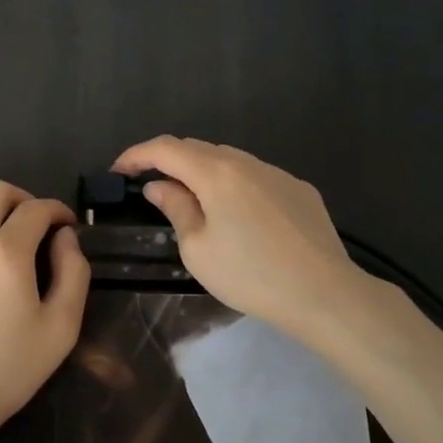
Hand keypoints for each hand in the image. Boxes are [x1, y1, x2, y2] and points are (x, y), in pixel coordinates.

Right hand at [112, 137, 357, 333]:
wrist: (325, 294)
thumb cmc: (251, 274)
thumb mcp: (198, 249)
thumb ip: (176, 209)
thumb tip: (159, 186)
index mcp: (215, 173)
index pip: (165, 149)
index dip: (136, 154)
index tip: (118, 170)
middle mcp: (246, 162)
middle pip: (197, 149)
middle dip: (168, 161)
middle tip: (149, 184)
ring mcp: (277, 173)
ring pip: (228, 160)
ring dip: (202, 172)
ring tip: (192, 199)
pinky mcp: (299, 190)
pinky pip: (256, 177)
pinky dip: (234, 185)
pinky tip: (238, 215)